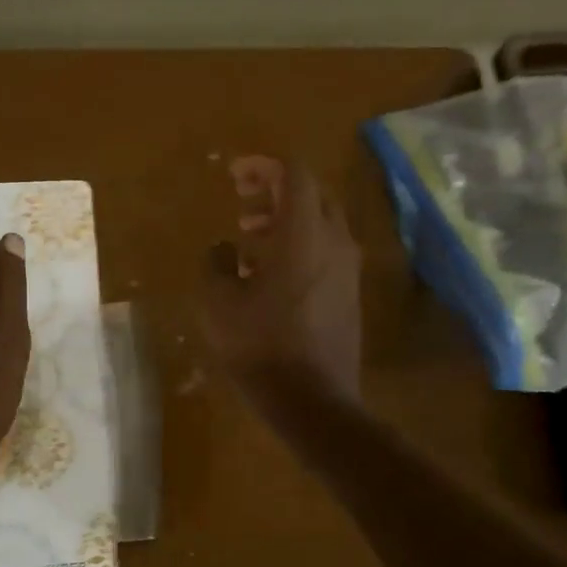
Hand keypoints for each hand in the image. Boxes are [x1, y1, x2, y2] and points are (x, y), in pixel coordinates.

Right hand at [200, 156, 361, 405]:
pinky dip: (298, 246)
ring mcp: (348, 269)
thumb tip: (223, 250)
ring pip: (321, 224)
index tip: (235, 176)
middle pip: (312, 194)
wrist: (313, 400)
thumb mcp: (218, 303)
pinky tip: (268, 274)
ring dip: (285, 221)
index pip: (294, 174)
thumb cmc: (260, 346)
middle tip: (242, 207)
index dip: (263, 166)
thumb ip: (216, 264)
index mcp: (303, 234)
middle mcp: (334, 242)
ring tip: (248, 240)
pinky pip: (325, 251)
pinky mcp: (350, 293)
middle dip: (275, 192)